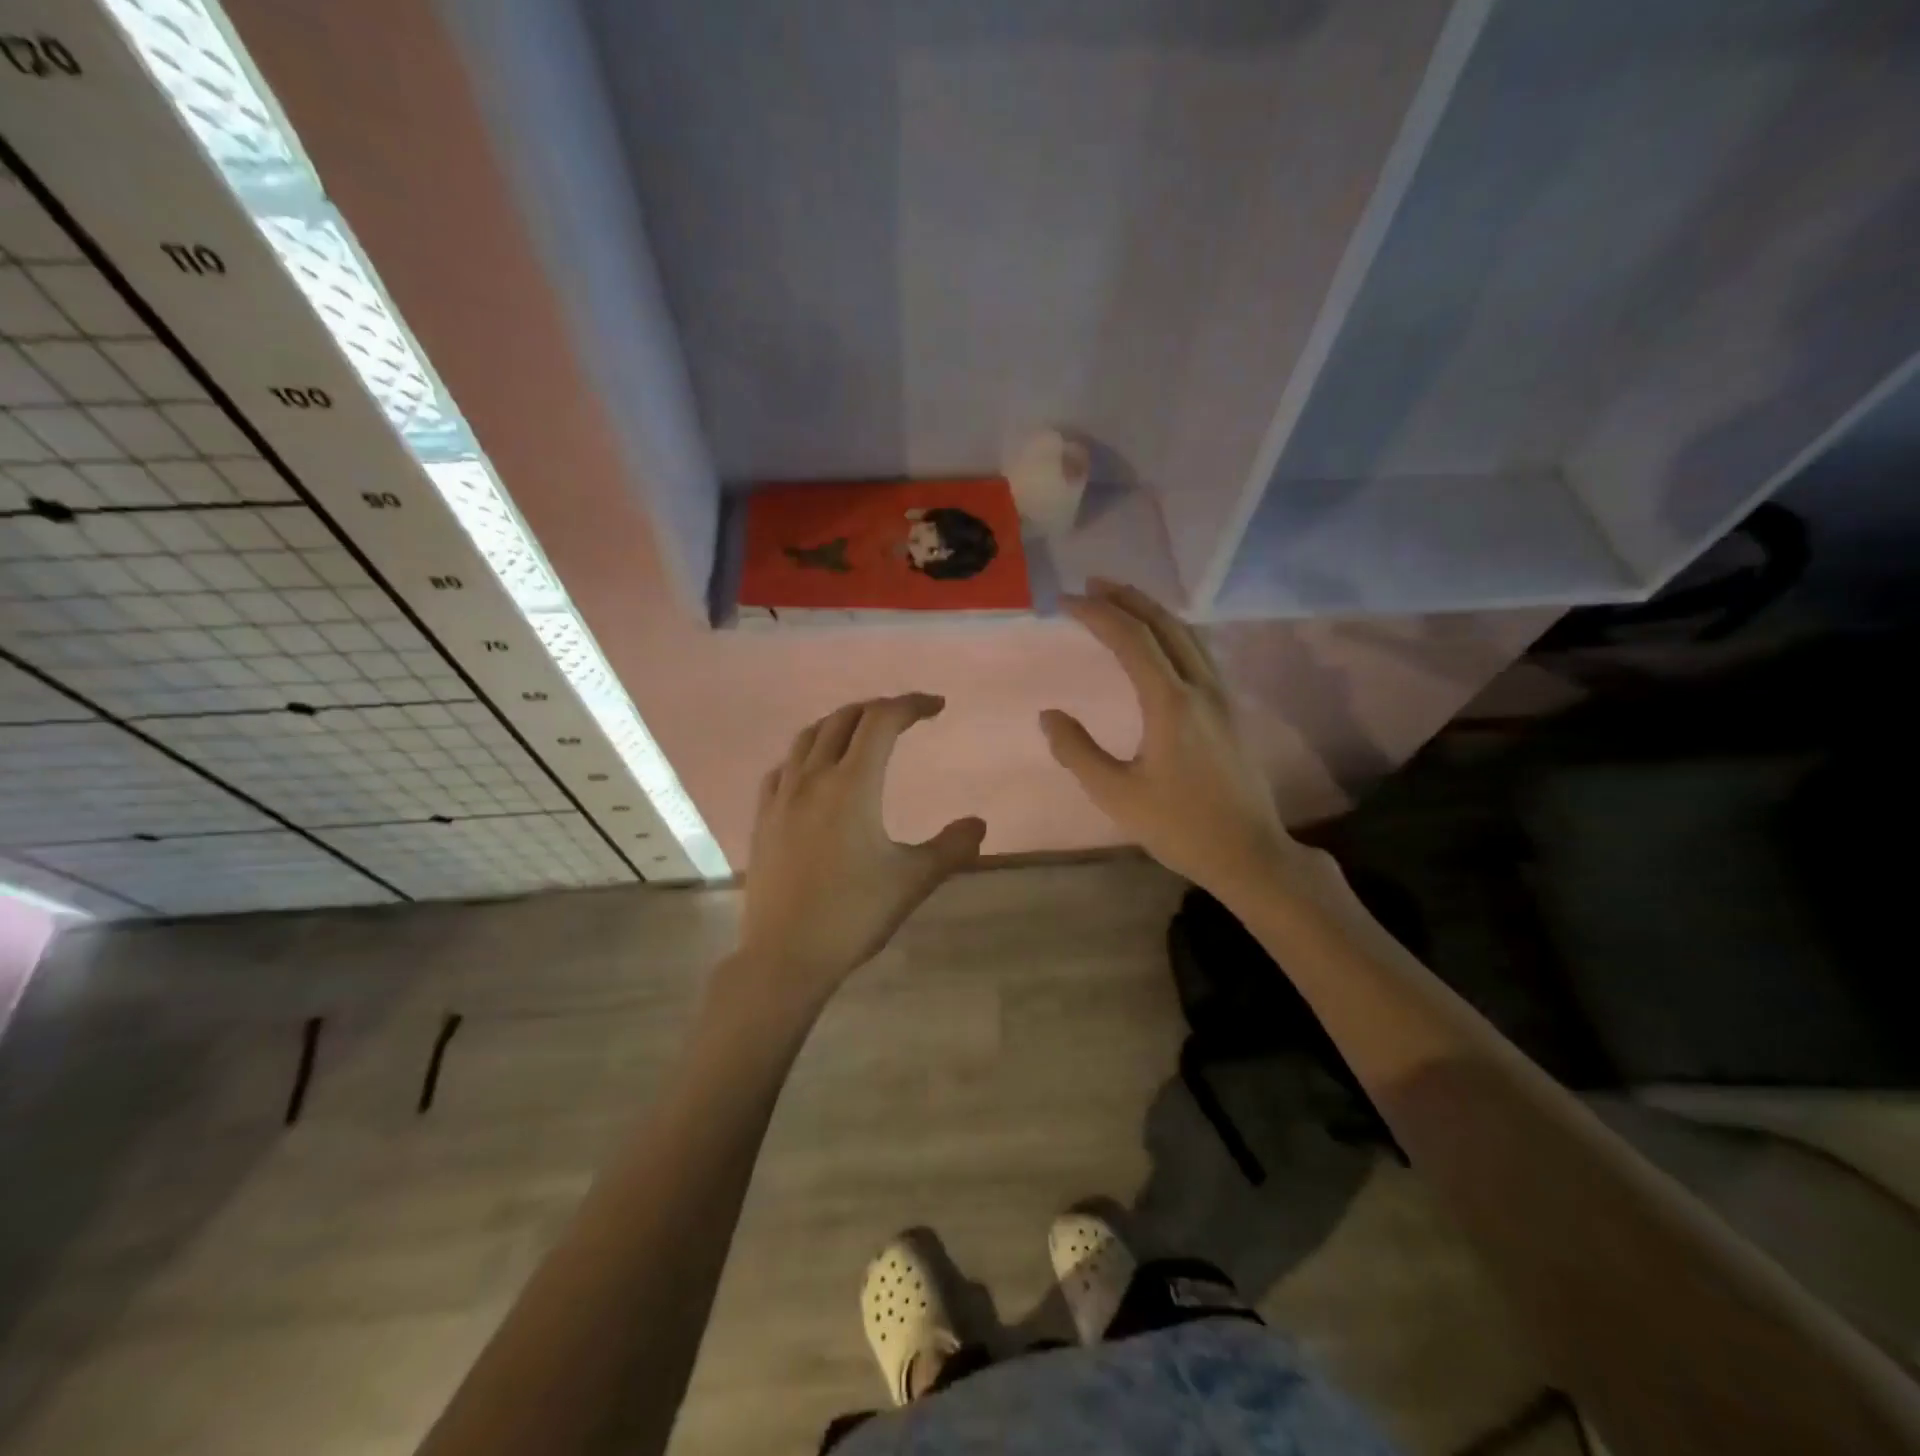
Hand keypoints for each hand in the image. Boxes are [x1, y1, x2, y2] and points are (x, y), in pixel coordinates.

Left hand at [734, 694, 986, 1008]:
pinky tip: (813, 771)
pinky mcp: (763, 818)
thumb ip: (951, 847)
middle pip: (844, 719)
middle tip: (905, 719)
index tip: (937, 707)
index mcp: (852, 785)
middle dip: (878, 709)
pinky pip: (783, 767)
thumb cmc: (853, 914)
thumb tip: (979, 824)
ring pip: (808, 737)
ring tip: (862, 734)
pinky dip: (806, 754)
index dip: (911, 705)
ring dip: (840, 724)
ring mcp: (782, 797)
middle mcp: (813, 778)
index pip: (882, 721)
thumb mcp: (913, 881)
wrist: (785, 955)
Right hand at [1041, 581, 1304, 903]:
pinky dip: (1172, 632)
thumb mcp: (1116, 795)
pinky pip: (1199, 652)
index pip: (1131, 639)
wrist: (1248, 852)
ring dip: (1152, 611)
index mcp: (1171, 703)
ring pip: (1188, 634)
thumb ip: (1078, 751)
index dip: (1097, 614)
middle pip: (1164, 624)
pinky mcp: (1230, 709)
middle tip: (1091, 584)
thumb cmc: (1179, 827)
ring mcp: (1222, 696)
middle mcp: (1200, 687)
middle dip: (1126, 598)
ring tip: (1121, 601)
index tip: (1065, 602)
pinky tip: (1159, 641)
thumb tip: (1049, 716)